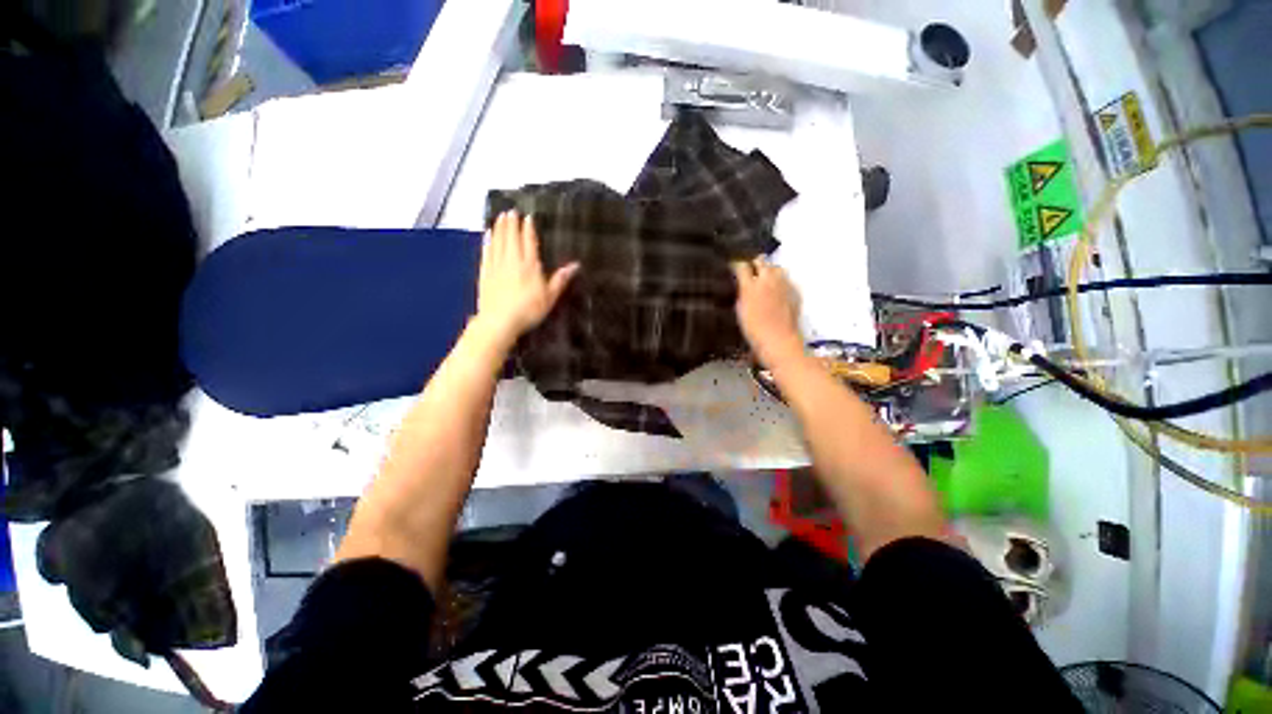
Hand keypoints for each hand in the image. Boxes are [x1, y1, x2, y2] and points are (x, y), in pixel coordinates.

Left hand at [476, 211, 579, 342]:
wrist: (499, 321)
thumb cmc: (529, 310)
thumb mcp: (550, 297)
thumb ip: (560, 279)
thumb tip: (575, 265)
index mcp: (529, 266)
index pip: (529, 242)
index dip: (528, 229)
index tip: (528, 217)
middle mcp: (512, 261)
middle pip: (512, 238)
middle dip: (512, 224)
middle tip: (512, 211)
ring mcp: (496, 266)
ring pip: (498, 242)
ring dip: (500, 228)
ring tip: (500, 217)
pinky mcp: (485, 273)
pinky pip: (486, 252)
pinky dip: (488, 242)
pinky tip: (487, 235)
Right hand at [733, 257, 803, 367]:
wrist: (778, 340)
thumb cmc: (754, 330)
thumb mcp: (740, 310)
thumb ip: (742, 293)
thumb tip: (743, 285)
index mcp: (750, 286)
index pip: (741, 266)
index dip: (736, 265)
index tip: (734, 267)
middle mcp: (767, 280)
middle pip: (761, 261)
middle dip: (755, 264)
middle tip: (750, 270)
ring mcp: (783, 284)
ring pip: (776, 268)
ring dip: (770, 271)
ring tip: (765, 278)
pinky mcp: (795, 291)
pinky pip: (787, 280)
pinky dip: (781, 282)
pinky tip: (777, 291)